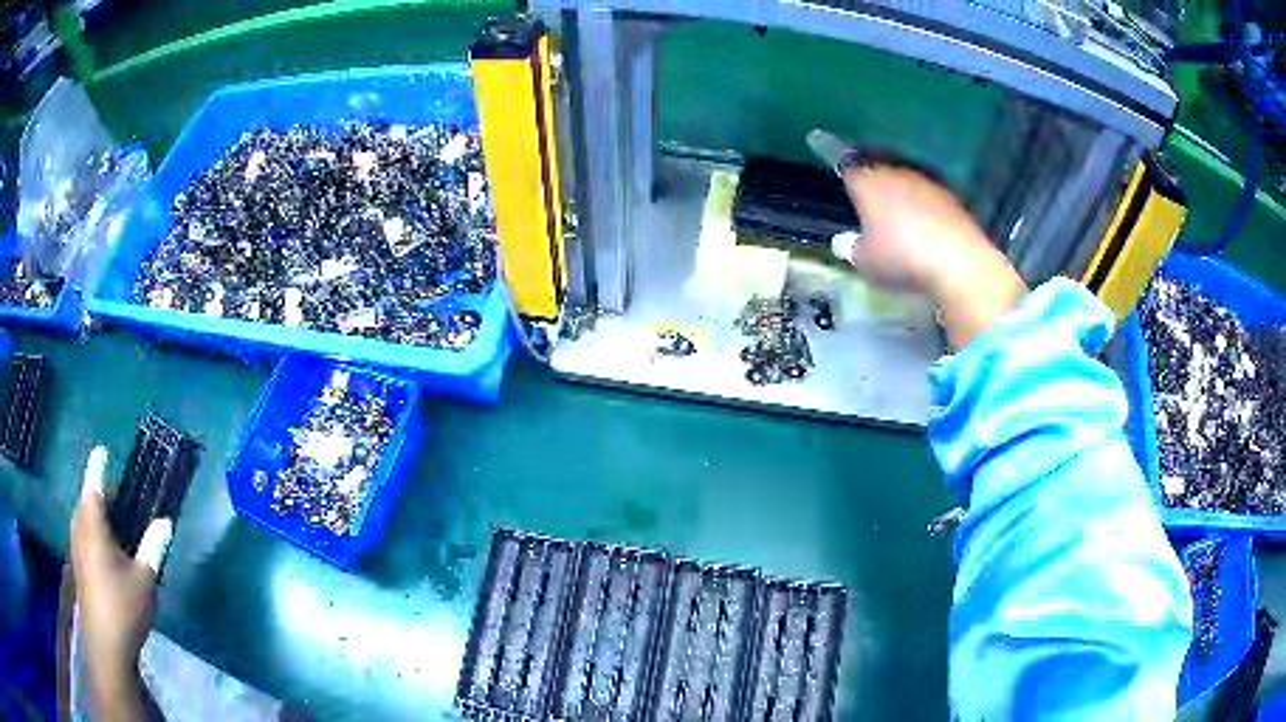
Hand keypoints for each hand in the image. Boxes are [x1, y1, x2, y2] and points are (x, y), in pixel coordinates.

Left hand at [70, 446, 170, 720]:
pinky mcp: (78, 563)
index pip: (94, 481)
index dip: (99, 463)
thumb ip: (153, 547)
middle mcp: (80, 526)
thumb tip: (165, 521)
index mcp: (93, 522)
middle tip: (123, 496)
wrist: (106, 644)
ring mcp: (76, 545)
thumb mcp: (144, 579)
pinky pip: (84, 533)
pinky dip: (95, 530)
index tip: (104, 450)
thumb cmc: (123, 606)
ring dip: (98, 513)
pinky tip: (110, 549)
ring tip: (118, 521)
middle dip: (102, 493)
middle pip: (88, 498)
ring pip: (85, 517)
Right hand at [834, 163, 1027, 347]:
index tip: (818, 139)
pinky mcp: (951, 200)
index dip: (829, 149)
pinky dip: (920, 206)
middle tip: (860, 186)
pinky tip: (920, 223)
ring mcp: (927, 184)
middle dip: (867, 174)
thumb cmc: (902, 259)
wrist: (959, 264)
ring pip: (903, 180)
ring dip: (897, 190)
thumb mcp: (866, 262)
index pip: (843, 159)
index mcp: (868, 182)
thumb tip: (843, 241)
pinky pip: (927, 197)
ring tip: (892, 208)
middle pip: (876, 167)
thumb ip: (851, 248)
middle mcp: (896, 174)